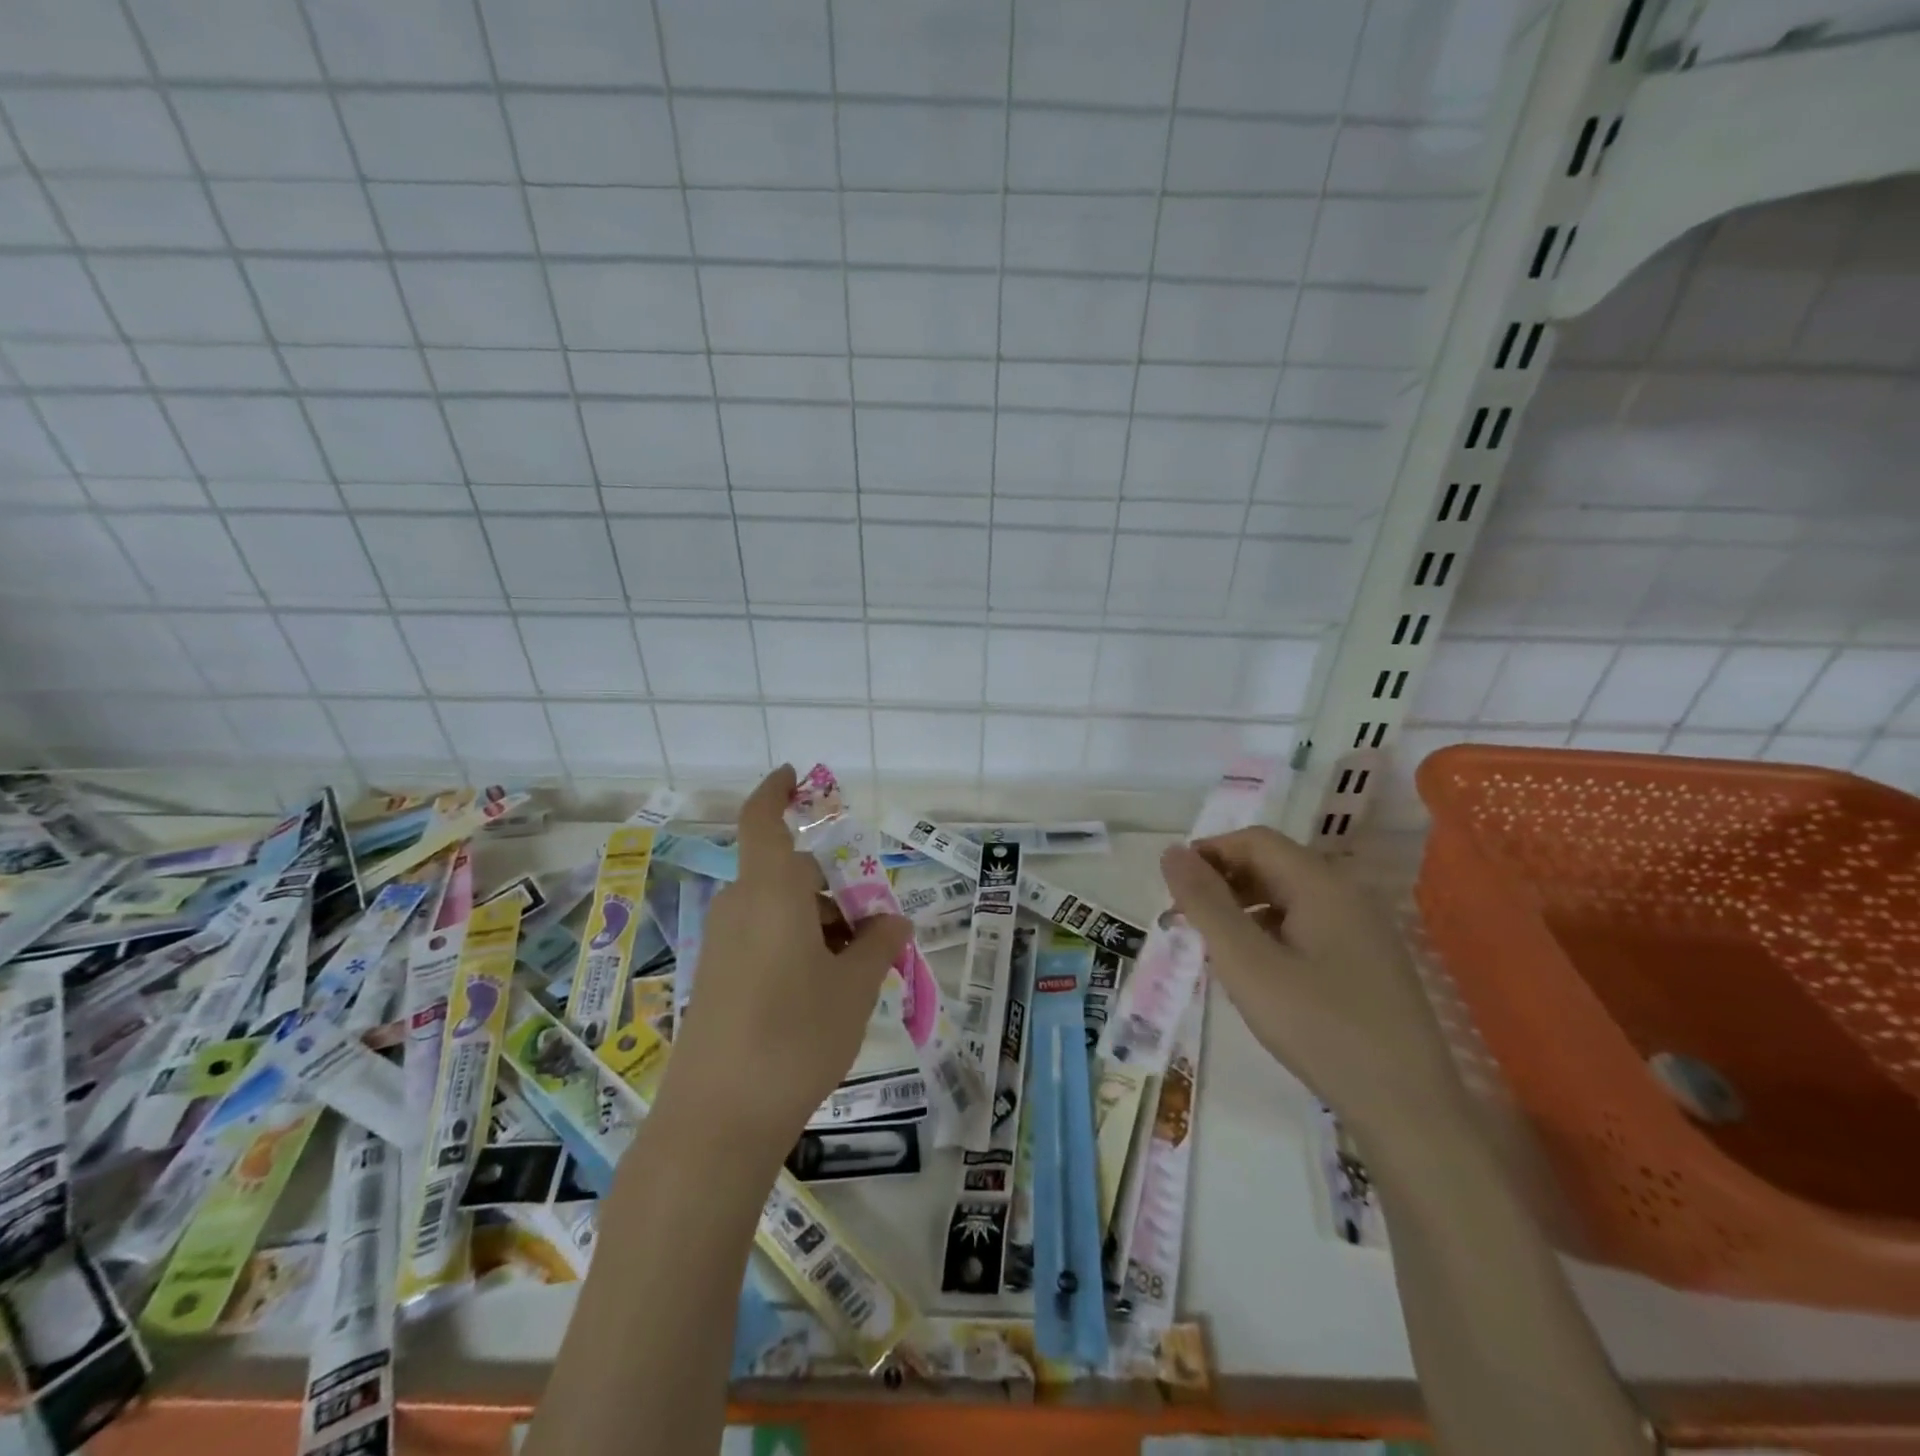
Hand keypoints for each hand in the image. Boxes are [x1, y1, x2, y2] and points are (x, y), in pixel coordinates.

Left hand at [656, 765, 911, 1163]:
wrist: (717, 1121)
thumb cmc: (796, 1035)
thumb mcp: (855, 986)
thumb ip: (879, 943)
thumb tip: (893, 920)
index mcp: (771, 892)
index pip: (763, 820)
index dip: (776, 791)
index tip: (794, 776)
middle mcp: (740, 908)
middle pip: (788, 874)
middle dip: (833, 887)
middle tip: (875, 925)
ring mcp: (722, 946)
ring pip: (778, 910)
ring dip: (819, 922)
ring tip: (859, 967)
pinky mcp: (716, 980)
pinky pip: (762, 940)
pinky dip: (796, 945)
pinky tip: (825, 991)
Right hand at [1160, 829, 1461, 1137]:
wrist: (1409, 1111)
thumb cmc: (1319, 1028)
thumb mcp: (1247, 964)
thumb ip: (1206, 904)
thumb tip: (1172, 852)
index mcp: (1322, 885)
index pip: (1255, 841)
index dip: (1209, 852)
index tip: (1173, 887)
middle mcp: (1348, 896)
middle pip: (1274, 865)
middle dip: (1223, 883)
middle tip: (1186, 921)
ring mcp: (1364, 931)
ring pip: (1290, 899)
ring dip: (1244, 909)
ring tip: (1214, 948)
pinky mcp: (1368, 964)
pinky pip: (1308, 928)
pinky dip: (1271, 934)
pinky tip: (1256, 973)